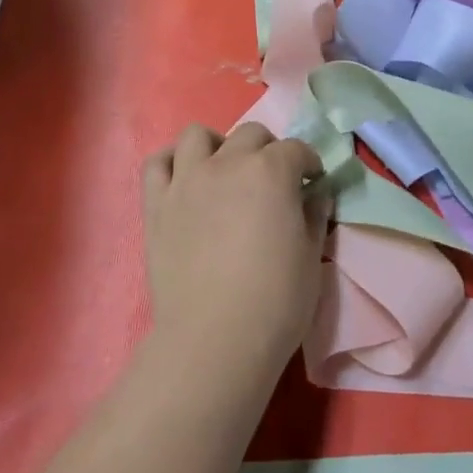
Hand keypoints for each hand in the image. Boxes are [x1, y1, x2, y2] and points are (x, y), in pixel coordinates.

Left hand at [142, 122, 327, 391]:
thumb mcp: (311, 257)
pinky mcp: (156, 204)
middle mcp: (227, 164)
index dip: (309, 164)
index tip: (312, 184)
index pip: (296, 150)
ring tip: (224, 172)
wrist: (215, 338)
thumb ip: (315, 216)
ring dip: (217, 146)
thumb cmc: (276, 301)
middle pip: (250, 134)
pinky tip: (186, 180)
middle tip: (273, 182)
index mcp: (271, 172)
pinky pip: (157, 163)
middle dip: (268, 150)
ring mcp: (186, 180)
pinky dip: (173, 163)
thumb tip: (316, 195)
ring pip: (197, 135)